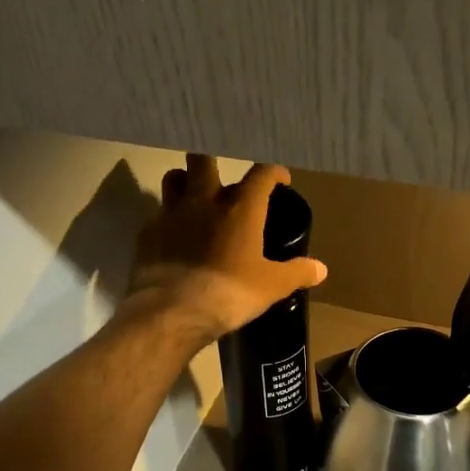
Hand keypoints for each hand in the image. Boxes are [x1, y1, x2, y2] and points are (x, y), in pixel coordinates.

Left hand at [121, 155, 327, 347]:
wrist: (173, 312)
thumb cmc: (230, 293)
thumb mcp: (271, 286)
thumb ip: (296, 272)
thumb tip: (321, 269)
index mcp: (240, 207)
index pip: (261, 173)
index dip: (273, 172)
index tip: (280, 179)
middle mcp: (203, 199)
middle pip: (203, 158)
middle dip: (214, 160)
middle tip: (224, 179)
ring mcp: (171, 214)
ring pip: (173, 178)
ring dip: (185, 182)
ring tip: (194, 197)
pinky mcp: (147, 233)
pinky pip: (158, 216)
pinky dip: (168, 221)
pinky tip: (174, 237)